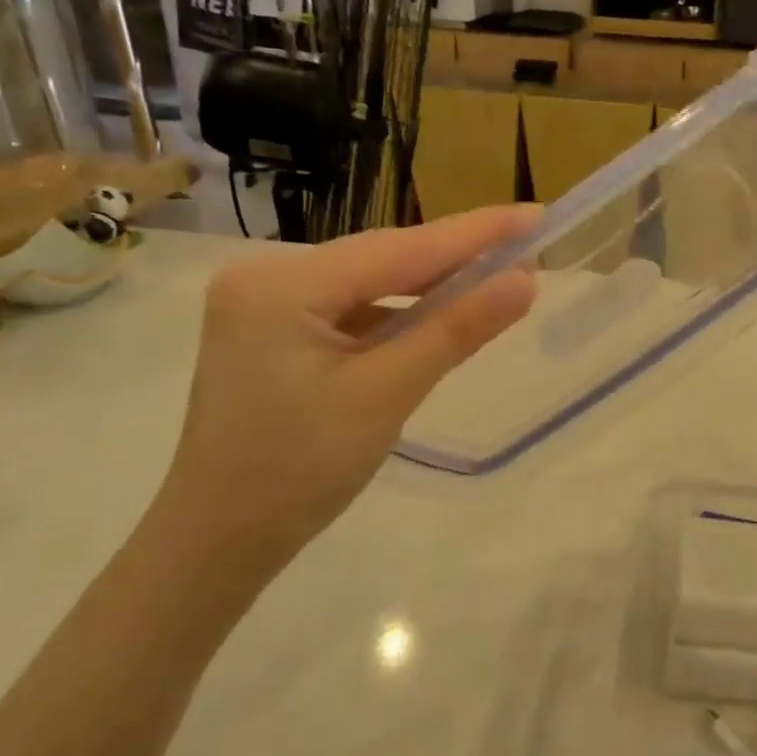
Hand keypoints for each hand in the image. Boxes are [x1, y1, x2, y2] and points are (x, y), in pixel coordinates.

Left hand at [154, 208, 537, 582]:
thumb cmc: (299, 472)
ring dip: (431, 285)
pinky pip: (352, 308)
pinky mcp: (275, 330)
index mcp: (280, 284)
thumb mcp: (386, 395)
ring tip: (498, 276)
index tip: (535, 216)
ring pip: (370, 282)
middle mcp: (266, 276)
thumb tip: (525, 282)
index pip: (399, 249)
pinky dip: (399, 312)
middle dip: (456, 257)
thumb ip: (455, 330)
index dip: (475, 233)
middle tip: (528, 246)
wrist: (221, 539)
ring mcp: (266, 303)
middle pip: (382, 259)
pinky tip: (440, 313)